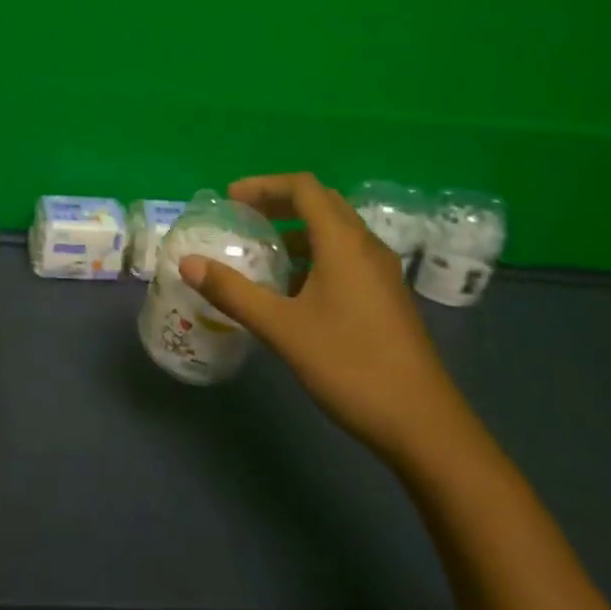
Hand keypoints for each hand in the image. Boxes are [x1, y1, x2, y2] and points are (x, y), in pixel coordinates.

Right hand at [180, 172, 480, 476]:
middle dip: (279, 203)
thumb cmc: (350, 365)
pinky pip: (345, 258)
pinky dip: (313, 257)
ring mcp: (381, 273)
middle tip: (242, 217)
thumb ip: (234, 293)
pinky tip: (292, 291)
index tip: (230, 198)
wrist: (423, 424)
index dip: (264, 185)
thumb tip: (187, 263)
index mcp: (344, 242)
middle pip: (321, 203)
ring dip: (297, 232)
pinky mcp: (385, 297)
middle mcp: (366, 247)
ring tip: (262, 253)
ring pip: (334, 232)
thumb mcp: (283, 329)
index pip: (304, 187)